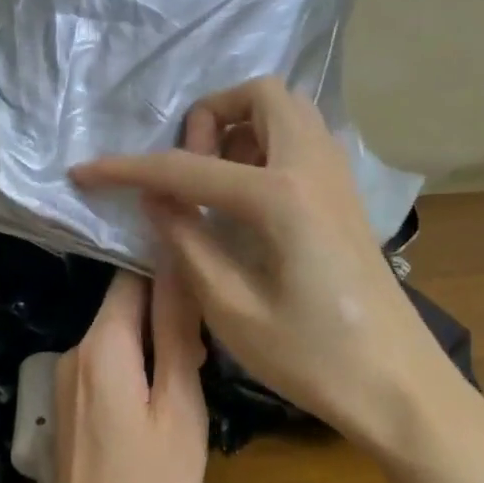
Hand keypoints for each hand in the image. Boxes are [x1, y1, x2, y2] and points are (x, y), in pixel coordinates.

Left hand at [44, 264, 209, 482]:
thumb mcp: (180, 408)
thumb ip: (176, 332)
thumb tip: (178, 268)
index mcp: (101, 345)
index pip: (131, 276)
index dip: (169, 274)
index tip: (206, 290)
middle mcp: (73, 353)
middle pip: (122, 307)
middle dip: (165, 316)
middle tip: (208, 351)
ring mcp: (63, 383)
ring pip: (115, 340)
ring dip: (153, 347)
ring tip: (192, 382)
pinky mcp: (65, 410)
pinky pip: (104, 370)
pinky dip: (134, 373)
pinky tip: (160, 408)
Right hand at [71, 77, 446, 446]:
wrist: (400, 387)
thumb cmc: (314, 359)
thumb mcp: (231, 309)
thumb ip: (186, 241)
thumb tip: (155, 197)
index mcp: (281, 196)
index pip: (188, 167)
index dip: (128, 169)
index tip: (83, 172)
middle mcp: (313, 167)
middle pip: (259, 96)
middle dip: (210, 117)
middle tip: (187, 169)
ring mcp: (337, 176)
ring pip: (286, 111)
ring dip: (241, 128)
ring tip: (213, 182)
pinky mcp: (345, 195)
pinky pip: (301, 139)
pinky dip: (266, 145)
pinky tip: (247, 200)